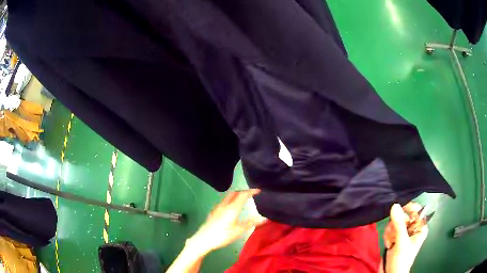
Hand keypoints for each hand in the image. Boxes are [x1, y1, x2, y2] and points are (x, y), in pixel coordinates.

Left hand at [187, 189, 265, 254]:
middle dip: (243, 191)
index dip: (251, 191)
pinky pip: (224, 202)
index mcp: (232, 208)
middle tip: (251, 195)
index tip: (258, 190)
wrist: (203, 239)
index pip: (243, 194)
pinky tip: (231, 209)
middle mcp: (224, 205)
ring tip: (243, 201)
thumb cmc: (222, 235)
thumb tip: (263, 218)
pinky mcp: (213, 212)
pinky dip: (230, 201)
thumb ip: (251, 223)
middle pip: (234, 193)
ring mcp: (217, 208)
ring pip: (228, 197)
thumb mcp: (239, 231)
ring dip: (236, 195)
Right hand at [383, 203, 428, 272]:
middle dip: (396, 225)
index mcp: (420, 228)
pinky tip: (388, 244)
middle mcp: (413, 229)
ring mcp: (404, 234)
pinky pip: (390, 230)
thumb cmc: (401, 259)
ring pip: (395, 223)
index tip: (399, 210)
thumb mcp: (401, 242)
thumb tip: (395, 205)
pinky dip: (387, 236)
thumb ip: (399, 224)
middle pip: (404, 216)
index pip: (417, 210)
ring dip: (390, 232)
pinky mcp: (395, 238)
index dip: (409, 208)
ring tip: (390, 242)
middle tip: (393, 235)